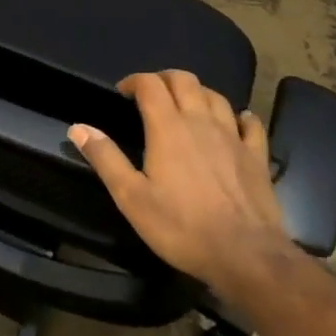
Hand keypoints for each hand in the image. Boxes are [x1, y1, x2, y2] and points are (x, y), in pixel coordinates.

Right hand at [68, 69, 291, 286]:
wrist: (246, 256)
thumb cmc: (182, 227)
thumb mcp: (131, 198)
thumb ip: (105, 159)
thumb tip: (78, 127)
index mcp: (168, 128)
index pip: (150, 84)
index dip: (134, 81)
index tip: (122, 93)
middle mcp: (201, 122)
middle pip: (184, 80)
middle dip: (164, 79)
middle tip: (150, 95)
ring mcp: (233, 137)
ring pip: (215, 96)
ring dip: (197, 92)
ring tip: (185, 106)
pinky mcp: (257, 156)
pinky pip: (250, 124)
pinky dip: (239, 116)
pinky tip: (236, 121)